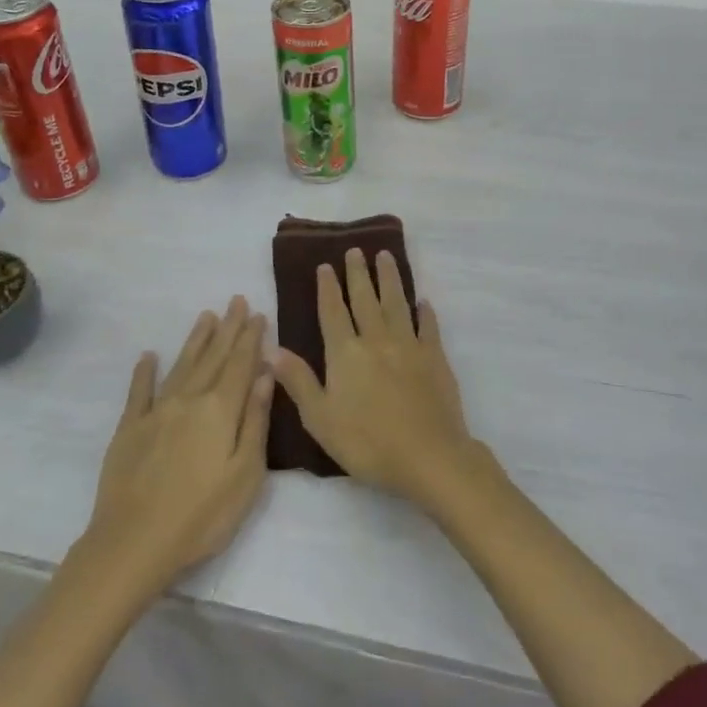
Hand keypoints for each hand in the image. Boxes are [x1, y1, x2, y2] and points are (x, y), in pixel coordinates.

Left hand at [81, 297, 272, 596]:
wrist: (134, 542)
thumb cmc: (202, 515)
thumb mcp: (246, 473)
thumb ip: (256, 420)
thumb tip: (265, 374)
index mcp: (220, 410)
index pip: (240, 365)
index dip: (250, 339)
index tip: (258, 313)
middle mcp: (189, 400)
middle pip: (213, 357)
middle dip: (228, 329)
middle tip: (236, 300)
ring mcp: (156, 412)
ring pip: (181, 365)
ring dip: (196, 340)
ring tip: (206, 316)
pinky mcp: (130, 429)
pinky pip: (139, 392)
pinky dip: (144, 372)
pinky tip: (148, 356)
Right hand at [272, 249, 475, 505]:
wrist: (428, 456)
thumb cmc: (367, 443)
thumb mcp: (320, 418)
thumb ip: (298, 381)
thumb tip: (271, 348)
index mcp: (345, 354)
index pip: (333, 312)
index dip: (328, 288)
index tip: (326, 265)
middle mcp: (376, 340)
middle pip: (365, 299)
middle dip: (358, 273)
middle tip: (356, 250)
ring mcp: (409, 346)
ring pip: (396, 303)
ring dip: (390, 278)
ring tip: (385, 256)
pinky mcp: (435, 357)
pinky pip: (428, 327)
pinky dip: (424, 311)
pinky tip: (422, 301)